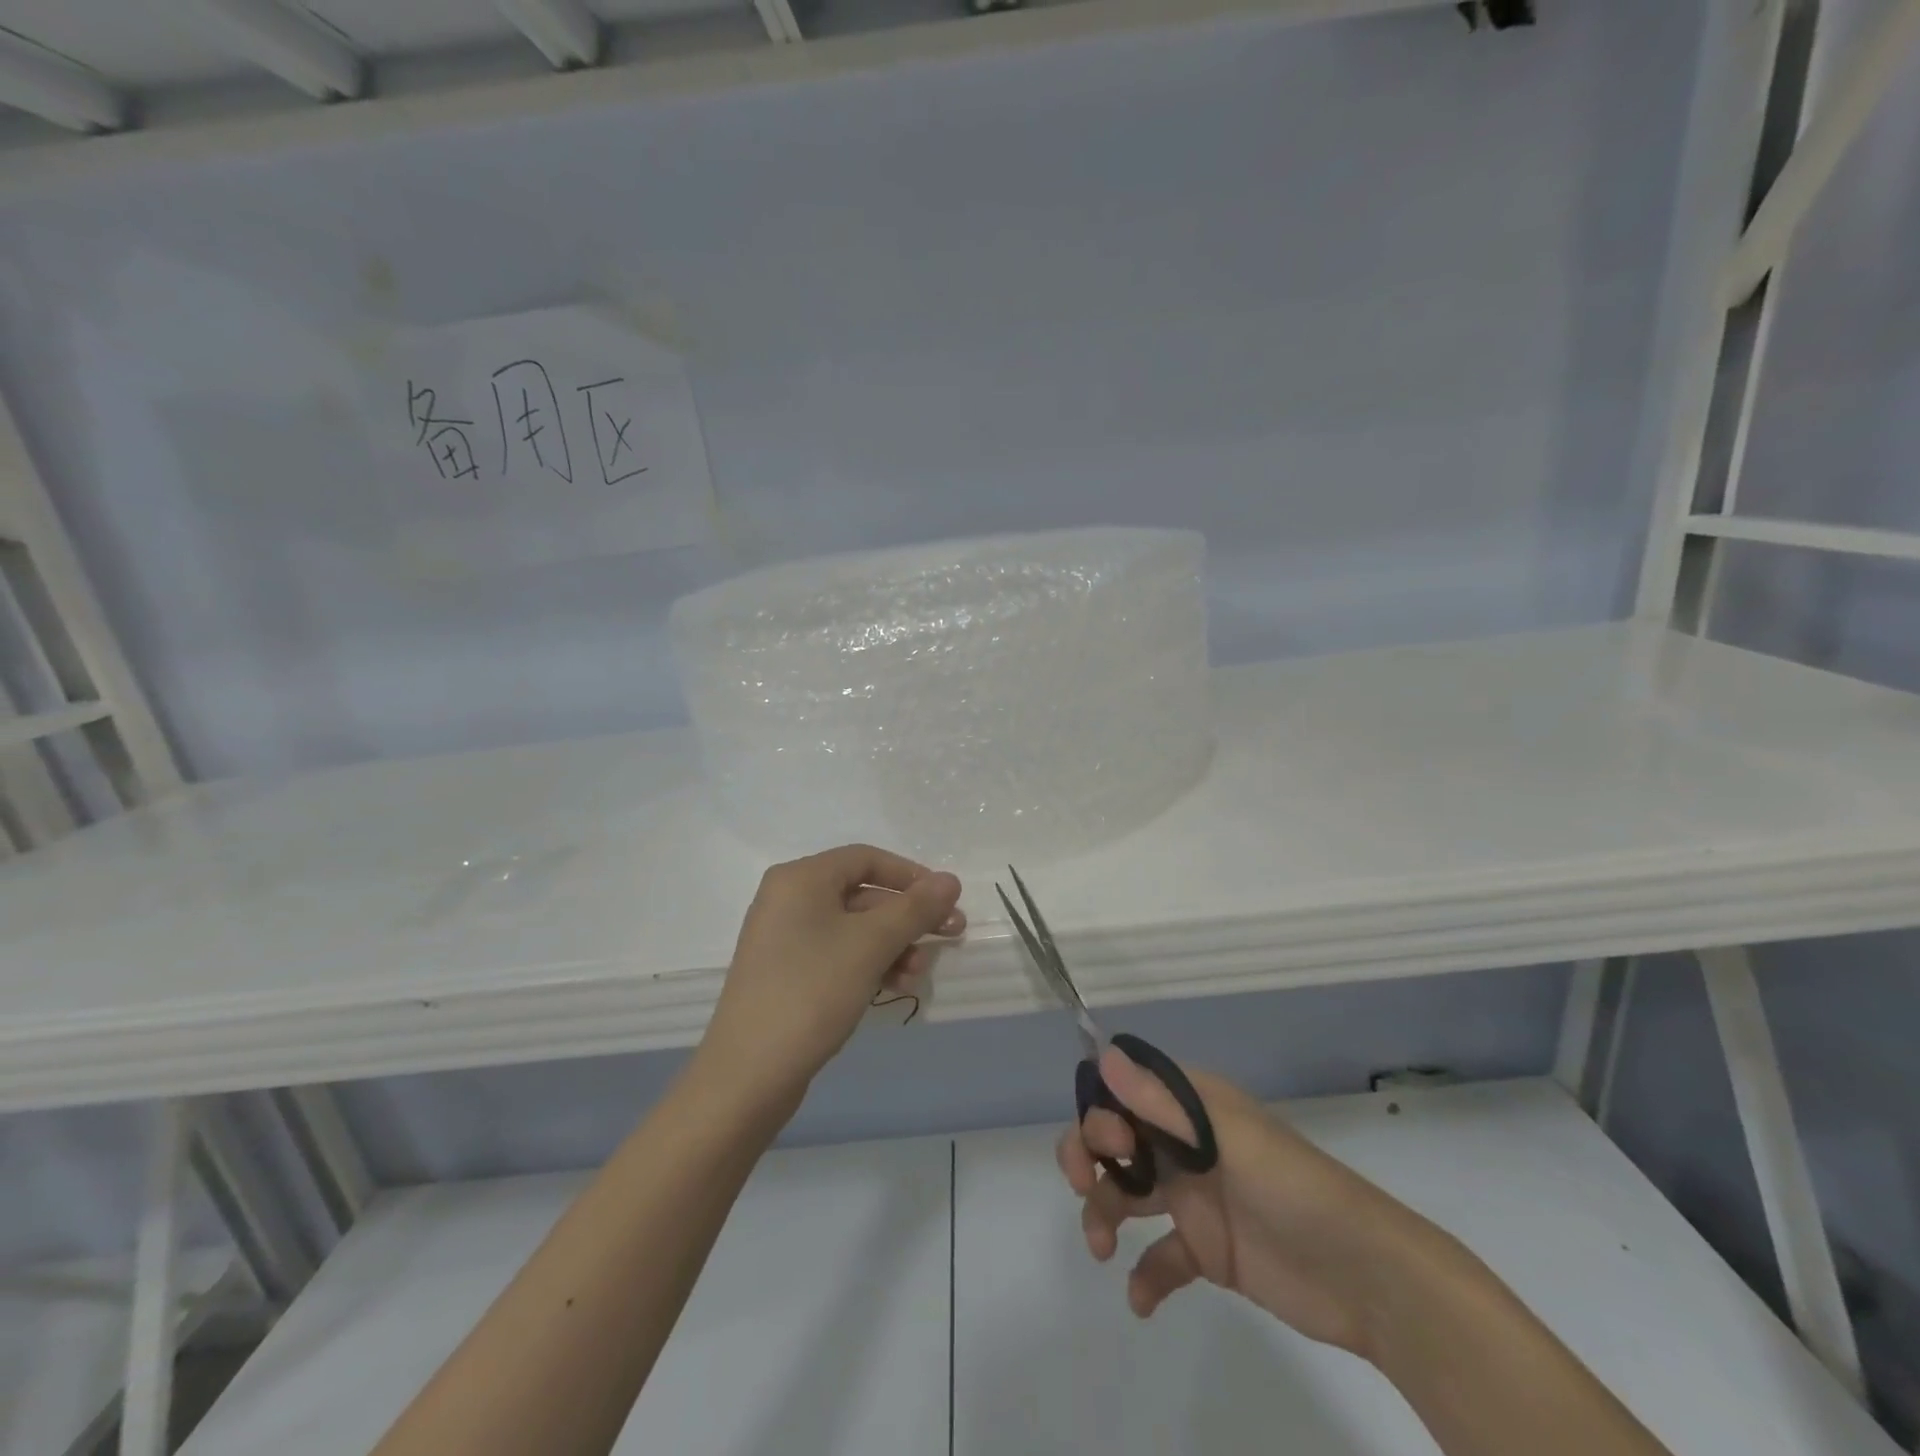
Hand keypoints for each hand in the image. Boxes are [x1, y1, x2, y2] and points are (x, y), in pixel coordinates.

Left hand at [700, 844, 963, 1107]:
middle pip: (863, 894)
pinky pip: (838, 954)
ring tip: (919, 973)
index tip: (946, 900)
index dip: (911, 875)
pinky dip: (870, 964)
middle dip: (908, 916)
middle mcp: (789, 899)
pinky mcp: (788, 973)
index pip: (866, 859)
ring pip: (854, 929)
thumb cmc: (812, 992)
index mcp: (800, 878)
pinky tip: (896, 986)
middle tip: (951, 934)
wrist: (749, 1075)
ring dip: (894, 945)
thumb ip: (914, 908)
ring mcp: (785, 938)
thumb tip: (950, 879)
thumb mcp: (871, 945)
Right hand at [1058, 1047, 1441, 1362]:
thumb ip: (1163, 1102)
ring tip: (1103, 1249)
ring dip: (1103, 1213)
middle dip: (1089, 1157)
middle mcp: (1185, 1144)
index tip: (1107, 1145)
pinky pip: (1161, 1256)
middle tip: (1087, 1188)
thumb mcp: (1227, 1137)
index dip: (1101, 1111)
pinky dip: (1145, 1274)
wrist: (1364, 1277)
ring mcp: (1195, 1197)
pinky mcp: (1208, 1250)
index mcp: (1191, 1107)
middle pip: (1116, 1138)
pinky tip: (1141, 1298)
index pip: (1124, 1091)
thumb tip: (1104, 1055)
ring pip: (1127, 1193)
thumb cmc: (1292, 1188)